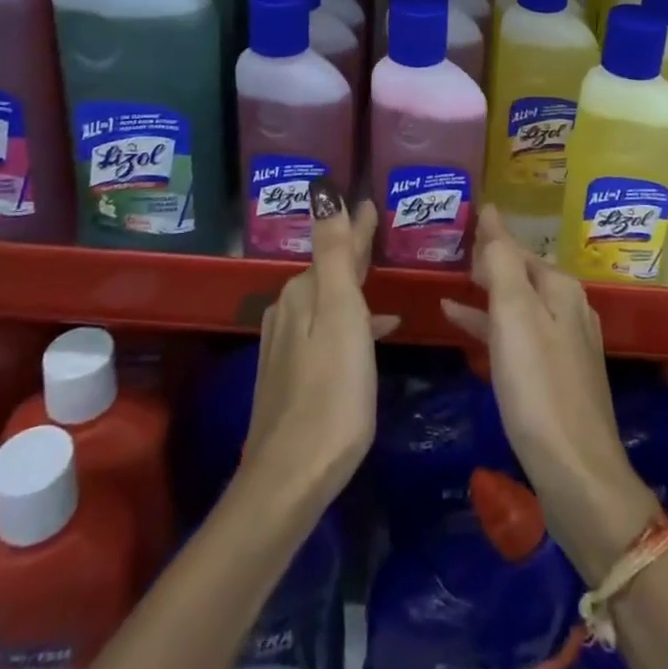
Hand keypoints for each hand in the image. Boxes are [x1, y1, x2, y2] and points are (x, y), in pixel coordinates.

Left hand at [241, 189, 399, 505]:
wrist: (291, 477)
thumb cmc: (332, 392)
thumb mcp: (341, 314)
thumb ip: (335, 253)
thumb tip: (323, 191)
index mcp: (303, 293)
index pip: (336, 247)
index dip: (356, 226)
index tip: (371, 203)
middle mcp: (288, 311)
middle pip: (329, 271)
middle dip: (353, 250)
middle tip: (377, 230)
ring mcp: (286, 345)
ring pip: (327, 300)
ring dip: (353, 285)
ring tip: (381, 277)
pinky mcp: (291, 374)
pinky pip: (326, 328)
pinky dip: (350, 320)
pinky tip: (373, 333)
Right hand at [441, 205, 660, 580]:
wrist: (578, 475)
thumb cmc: (539, 388)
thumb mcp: (514, 315)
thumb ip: (501, 262)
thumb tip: (492, 212)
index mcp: (560, 288)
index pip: (517, 248)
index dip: (489, 236)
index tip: (461, 221)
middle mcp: (569, 308)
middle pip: (521, 273)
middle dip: (488, 262)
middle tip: (450, 250)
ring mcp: (565, 345)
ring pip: (519, 305)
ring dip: (487, 294)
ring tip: (449, 285)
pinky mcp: (556, 378)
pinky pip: (518, 336)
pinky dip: (491, 327)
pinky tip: (463, 328)